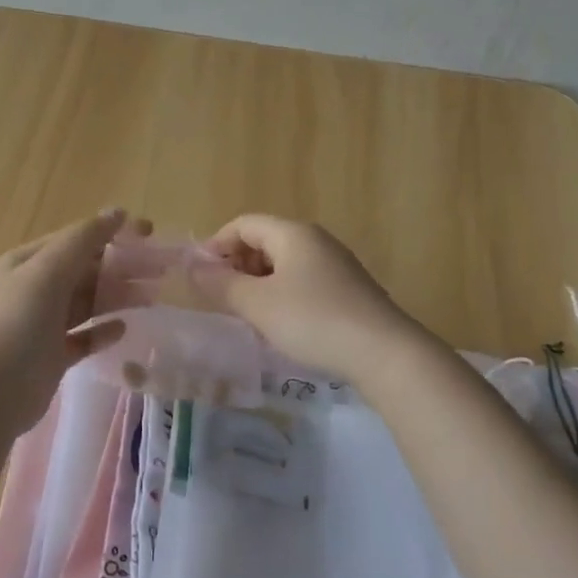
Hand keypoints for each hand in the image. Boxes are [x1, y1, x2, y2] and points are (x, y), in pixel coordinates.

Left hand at [0, 209, 147, 436]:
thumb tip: (117, 212)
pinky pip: (82, 338)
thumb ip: (82, 240)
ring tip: (151, 297)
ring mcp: (40, 325)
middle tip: (160, 270)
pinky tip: (123, 329)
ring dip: (116, 297)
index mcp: (26, 263)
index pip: (75, 239)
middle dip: (120, 267)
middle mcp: (32, 290)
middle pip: (84, 271)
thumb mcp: (46, 273)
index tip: (150, 233)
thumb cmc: (15, 325)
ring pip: (85, 303)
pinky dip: (102, 331)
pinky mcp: (50, 357)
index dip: (112, 233)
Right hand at [190, 214, 421, 383]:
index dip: (216, 245)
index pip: (243, 224)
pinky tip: (280, 324)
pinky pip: (302, 281)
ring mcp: (335, 264)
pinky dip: (281, 294)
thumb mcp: (257, 304)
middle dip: (236, 265)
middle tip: (221, 299)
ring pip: (283, 263)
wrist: (384, 353)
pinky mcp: (348, 289)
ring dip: (257, 283)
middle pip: (263, 240)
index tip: (200, 277)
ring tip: (247, 314)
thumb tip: (193, 268)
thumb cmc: (313, 320)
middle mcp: (315, 240)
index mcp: (292, 233)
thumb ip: (221, 284)